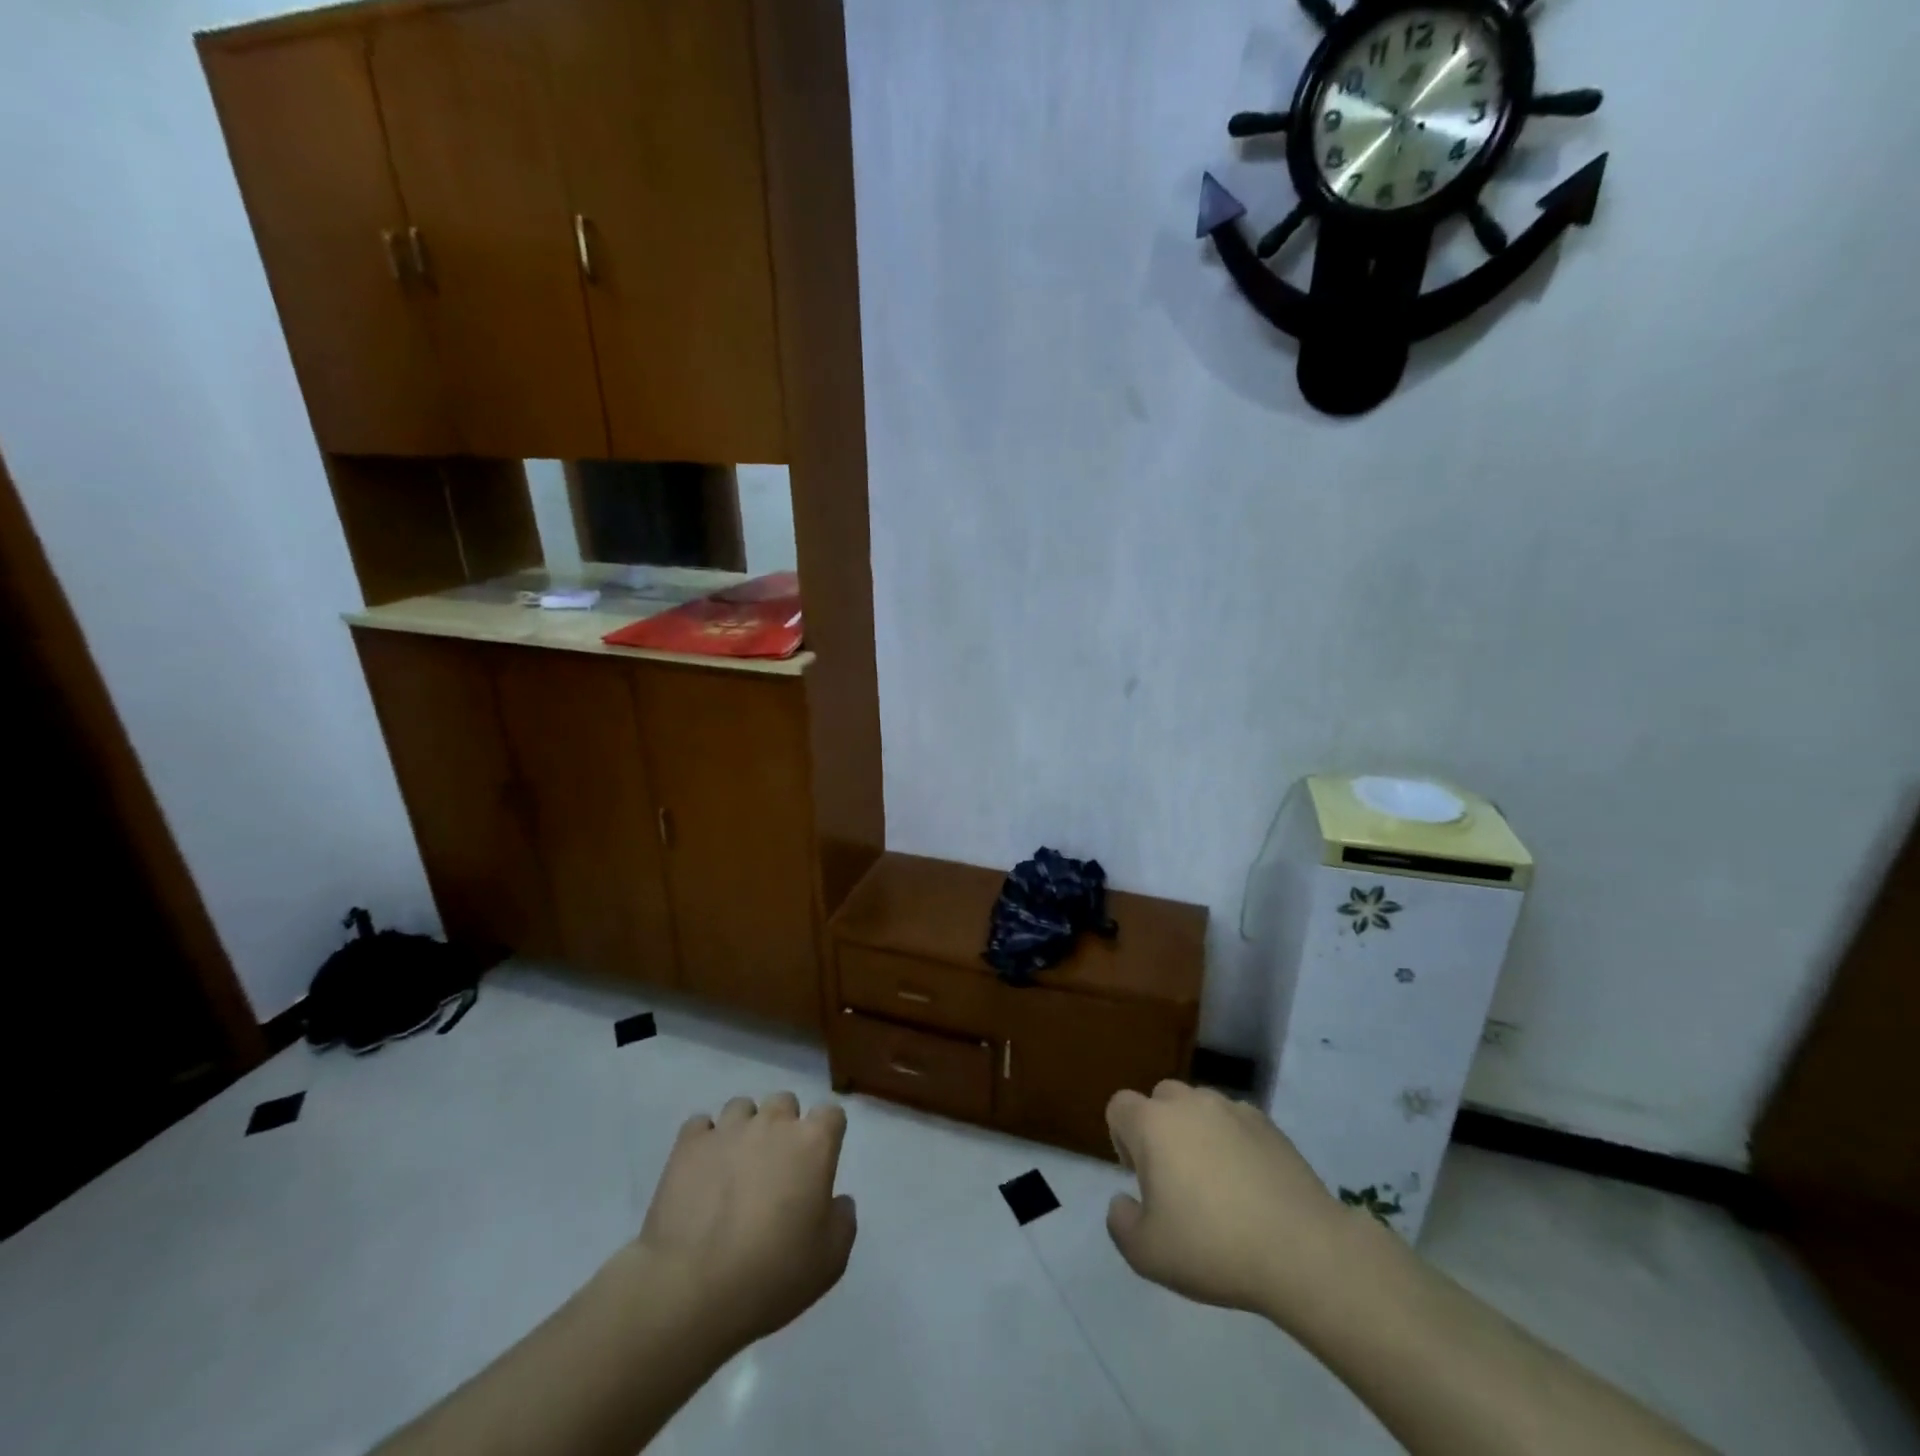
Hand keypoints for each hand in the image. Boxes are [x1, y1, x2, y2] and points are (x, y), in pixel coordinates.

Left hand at [634, 1092, 856, 1357]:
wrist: (693, 1290)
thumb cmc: (773, 1274)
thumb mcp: (831, 1260)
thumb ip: (843, 1219)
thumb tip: (837, 1200)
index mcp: (813, 1143)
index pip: (831, 1114)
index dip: (827, 1135)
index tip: (819, 1162)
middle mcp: (773, 1123)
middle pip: (785, 1103)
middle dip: (784, 1126)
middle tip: (776, 1166)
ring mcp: (728, 1129)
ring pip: (742, 1107)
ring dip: (744, 1129)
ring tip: (735, 1166)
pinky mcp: (689, 1144)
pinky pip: (700, 1125)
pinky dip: (704, 1141)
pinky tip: (702, 1169)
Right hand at [1105, 1080, 1354, 1320]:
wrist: (1302, 1251)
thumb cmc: (1213, 1248)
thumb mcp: (1146, 1254)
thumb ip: (1120, 1222)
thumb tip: (1124, 1200)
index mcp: (1152, 1124)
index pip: (1119, 1106)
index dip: (1121, 1138)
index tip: (1141, 1177)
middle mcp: (1189, 1103)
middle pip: (1160, 1098)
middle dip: (1160, 1129)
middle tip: (1175, 1178)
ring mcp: (1232, 1109)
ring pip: (1200, 1106)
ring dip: (1197, 1131)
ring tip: (1216, 1181)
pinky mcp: (1268, 1124)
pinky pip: (1236, 1121)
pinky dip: (1234, 1141)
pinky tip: (1250, 1183)